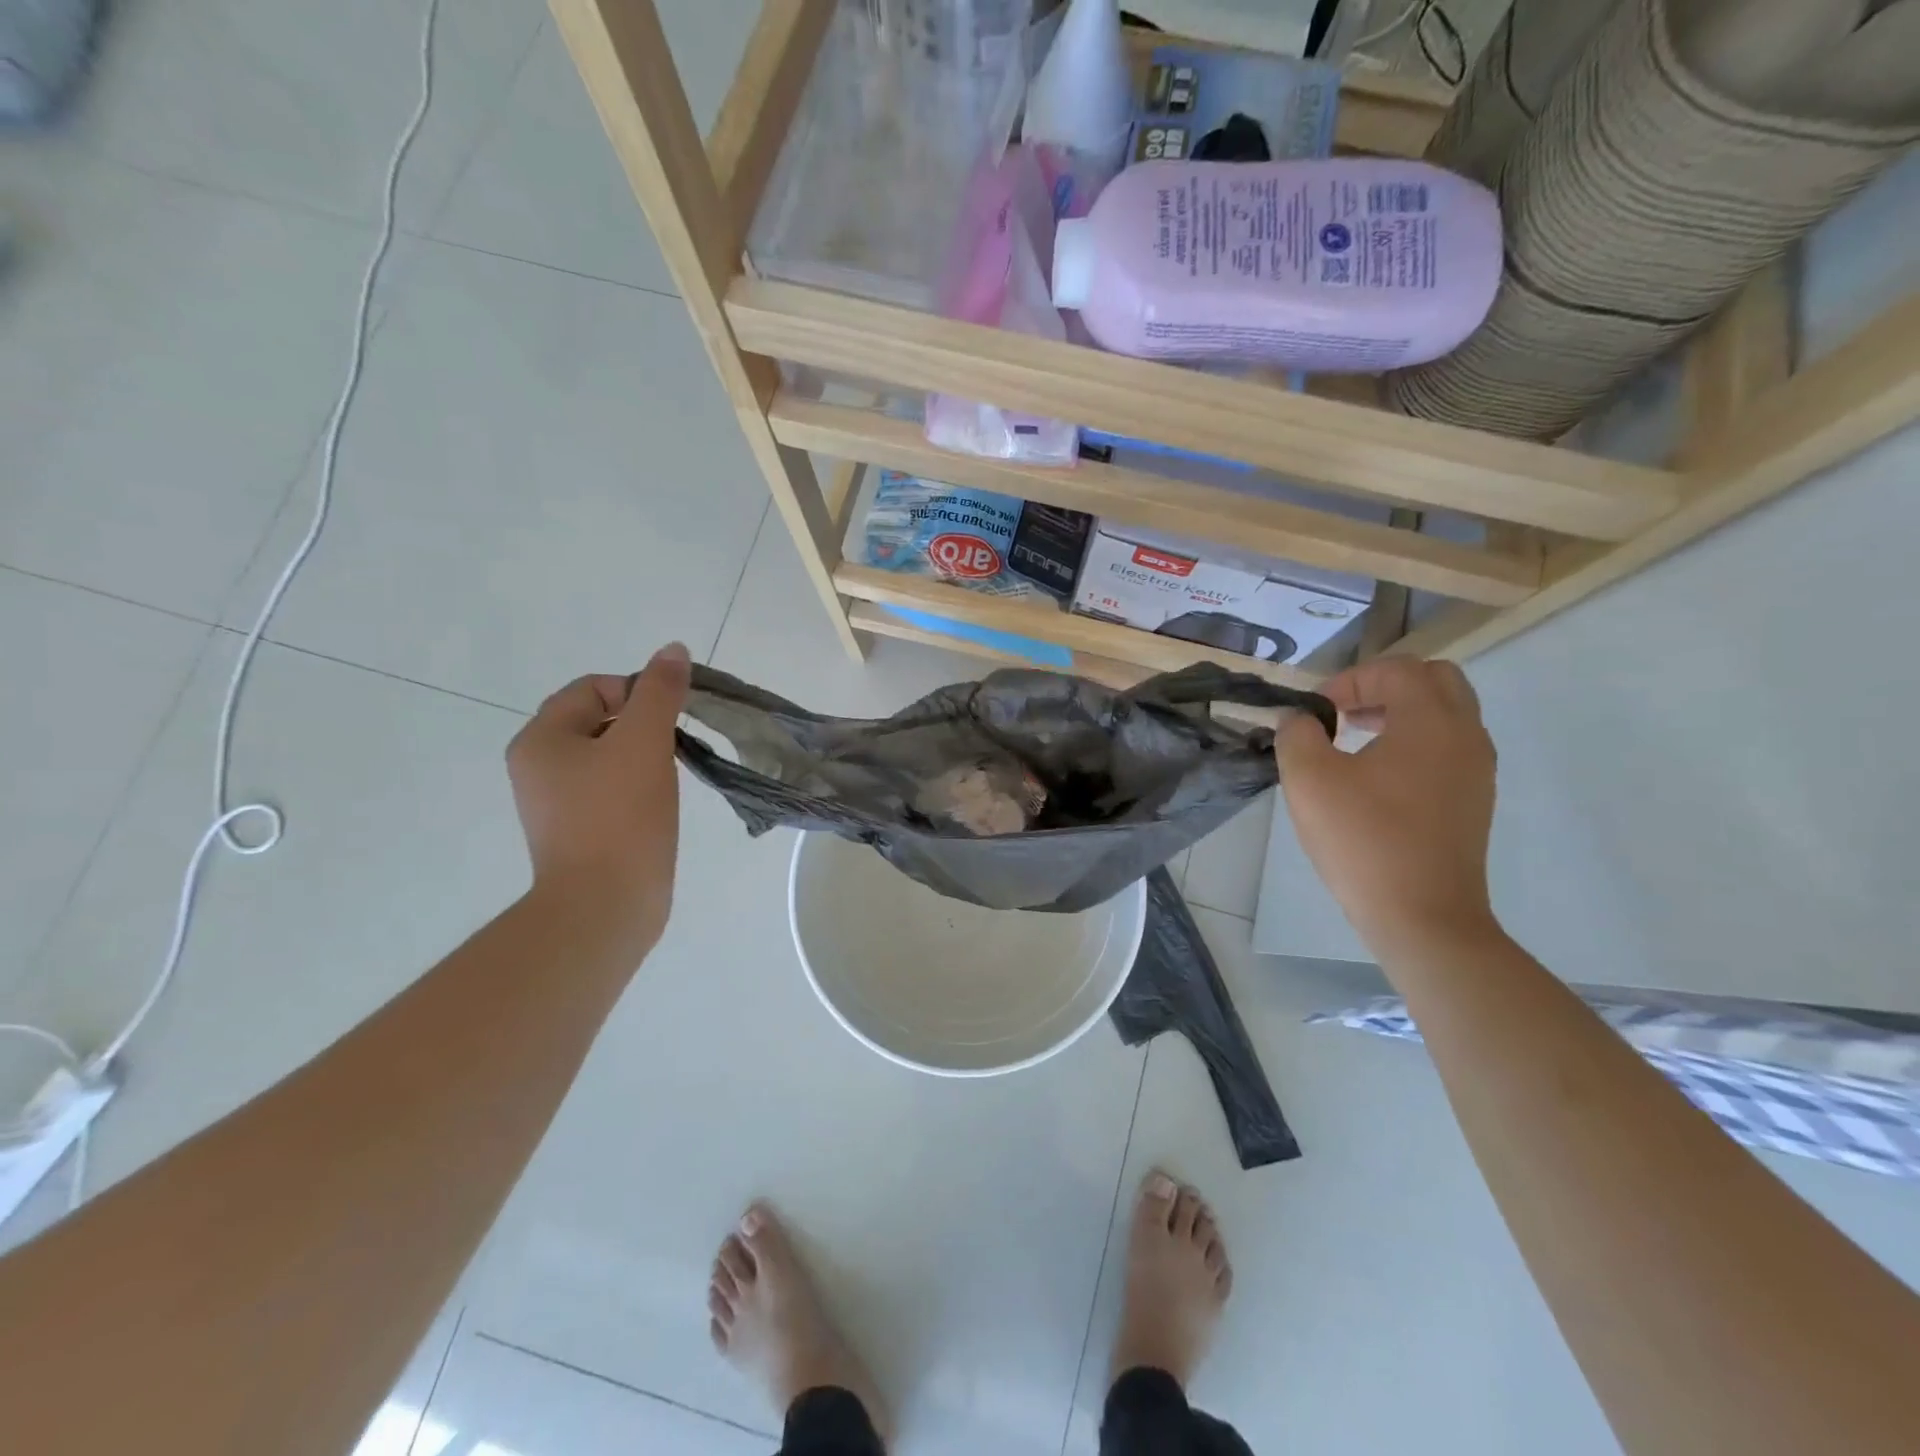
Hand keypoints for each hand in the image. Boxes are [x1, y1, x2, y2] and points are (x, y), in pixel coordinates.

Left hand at [506, 642, 691, 954]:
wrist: (605, 907)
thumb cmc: (620, 817)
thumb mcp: (644, 743)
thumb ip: (660, 693)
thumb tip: (673, 650)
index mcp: (541, 739)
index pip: (593, 688)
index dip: (638, 693)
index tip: (669, 721)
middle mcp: (539, 766)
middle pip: (599, 720)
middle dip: (643, 726)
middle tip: (671, 750)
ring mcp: (556, 803)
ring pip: (608, 756)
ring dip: (643, 757)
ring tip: (666, 779)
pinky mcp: (577, 831)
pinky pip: (609, 789)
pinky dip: (636, 787)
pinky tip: (656, 806)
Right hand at [1276, 657, 1499, 958]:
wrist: (1423, 916)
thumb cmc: (1363, 840)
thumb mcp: (1309, 781)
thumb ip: (1298, 735)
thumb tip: (1300, 720)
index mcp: (1431, 721)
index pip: (1396, 669)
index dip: (1349, 680)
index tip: (1316, 713)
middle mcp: (1465, 735)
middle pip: (1435, 680)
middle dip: (1384, 687)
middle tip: (1345, 714)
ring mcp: (1477, 770)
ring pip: (1447, 714)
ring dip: (1401, 714)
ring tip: (1356, 742)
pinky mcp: (1474, 800)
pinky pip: (1449, 747)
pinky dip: (1415, 742)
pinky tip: (1377, 778)